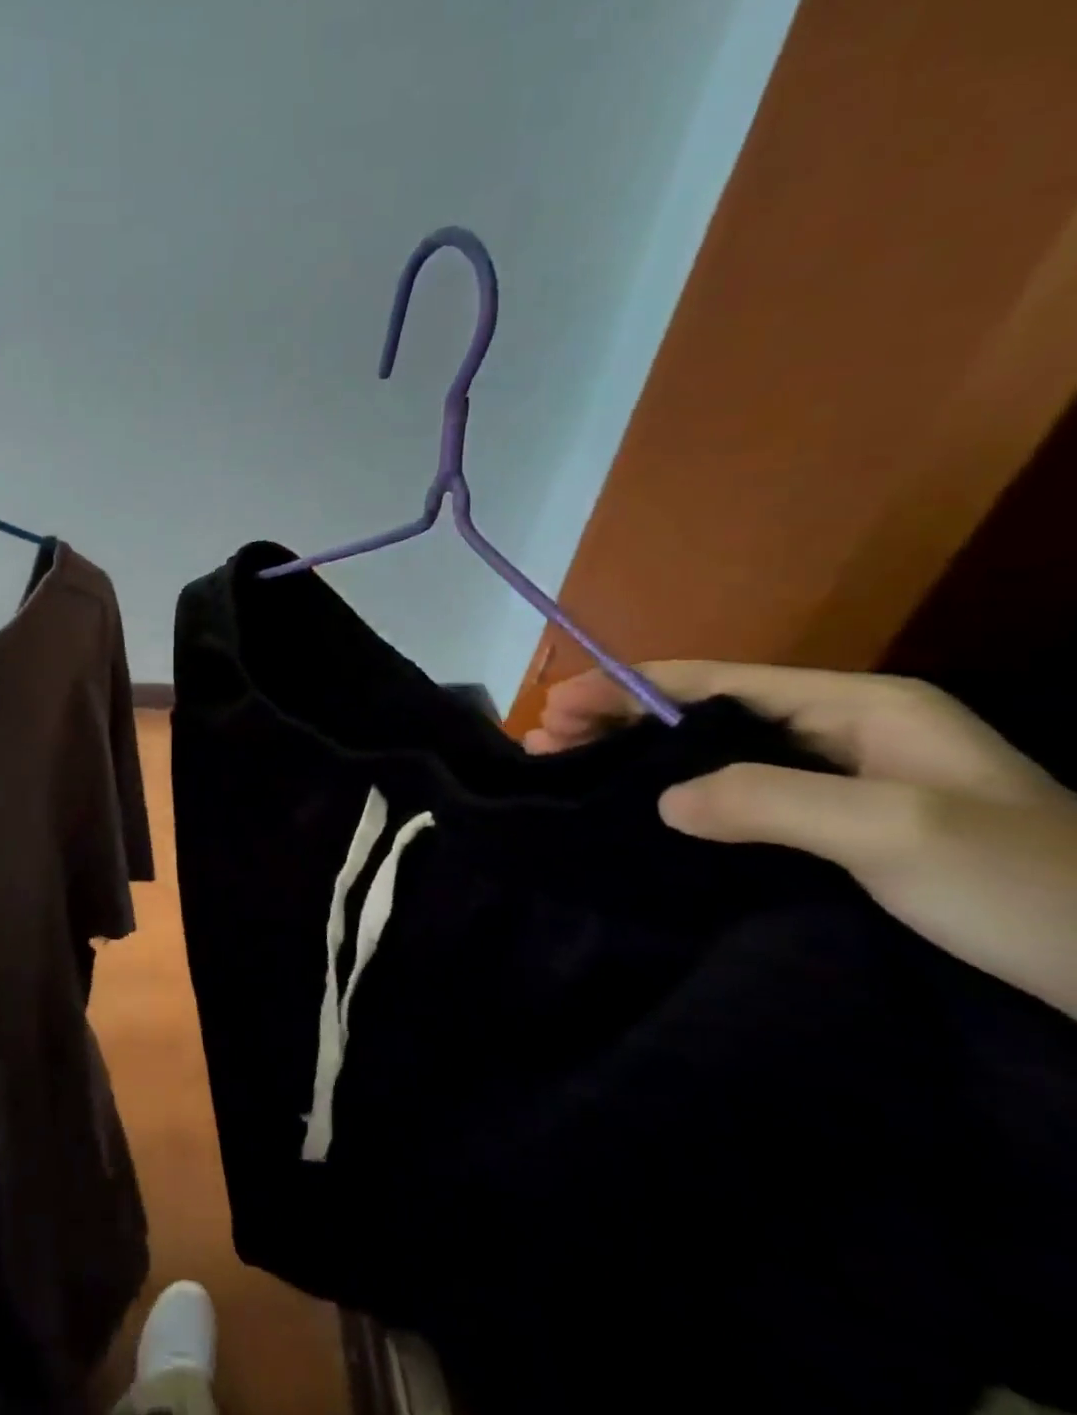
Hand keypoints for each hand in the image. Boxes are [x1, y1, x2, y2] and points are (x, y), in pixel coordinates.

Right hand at [526, 662, 1076, 1018]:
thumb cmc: (1032, 890)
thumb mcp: (894, 831)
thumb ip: (767, 799)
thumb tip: (662, 799)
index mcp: (862, 709)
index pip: (717, 681)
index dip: (628, 687)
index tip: (555, 706)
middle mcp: (847, 735)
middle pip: (706, 713)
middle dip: (621, 719)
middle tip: (543, 740)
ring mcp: (847, 787)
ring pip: (716, 757)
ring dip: (640, 759)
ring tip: (569, 769)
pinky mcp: (844, 837)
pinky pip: (739, 802)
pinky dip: (679, 800)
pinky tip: (642, 816)